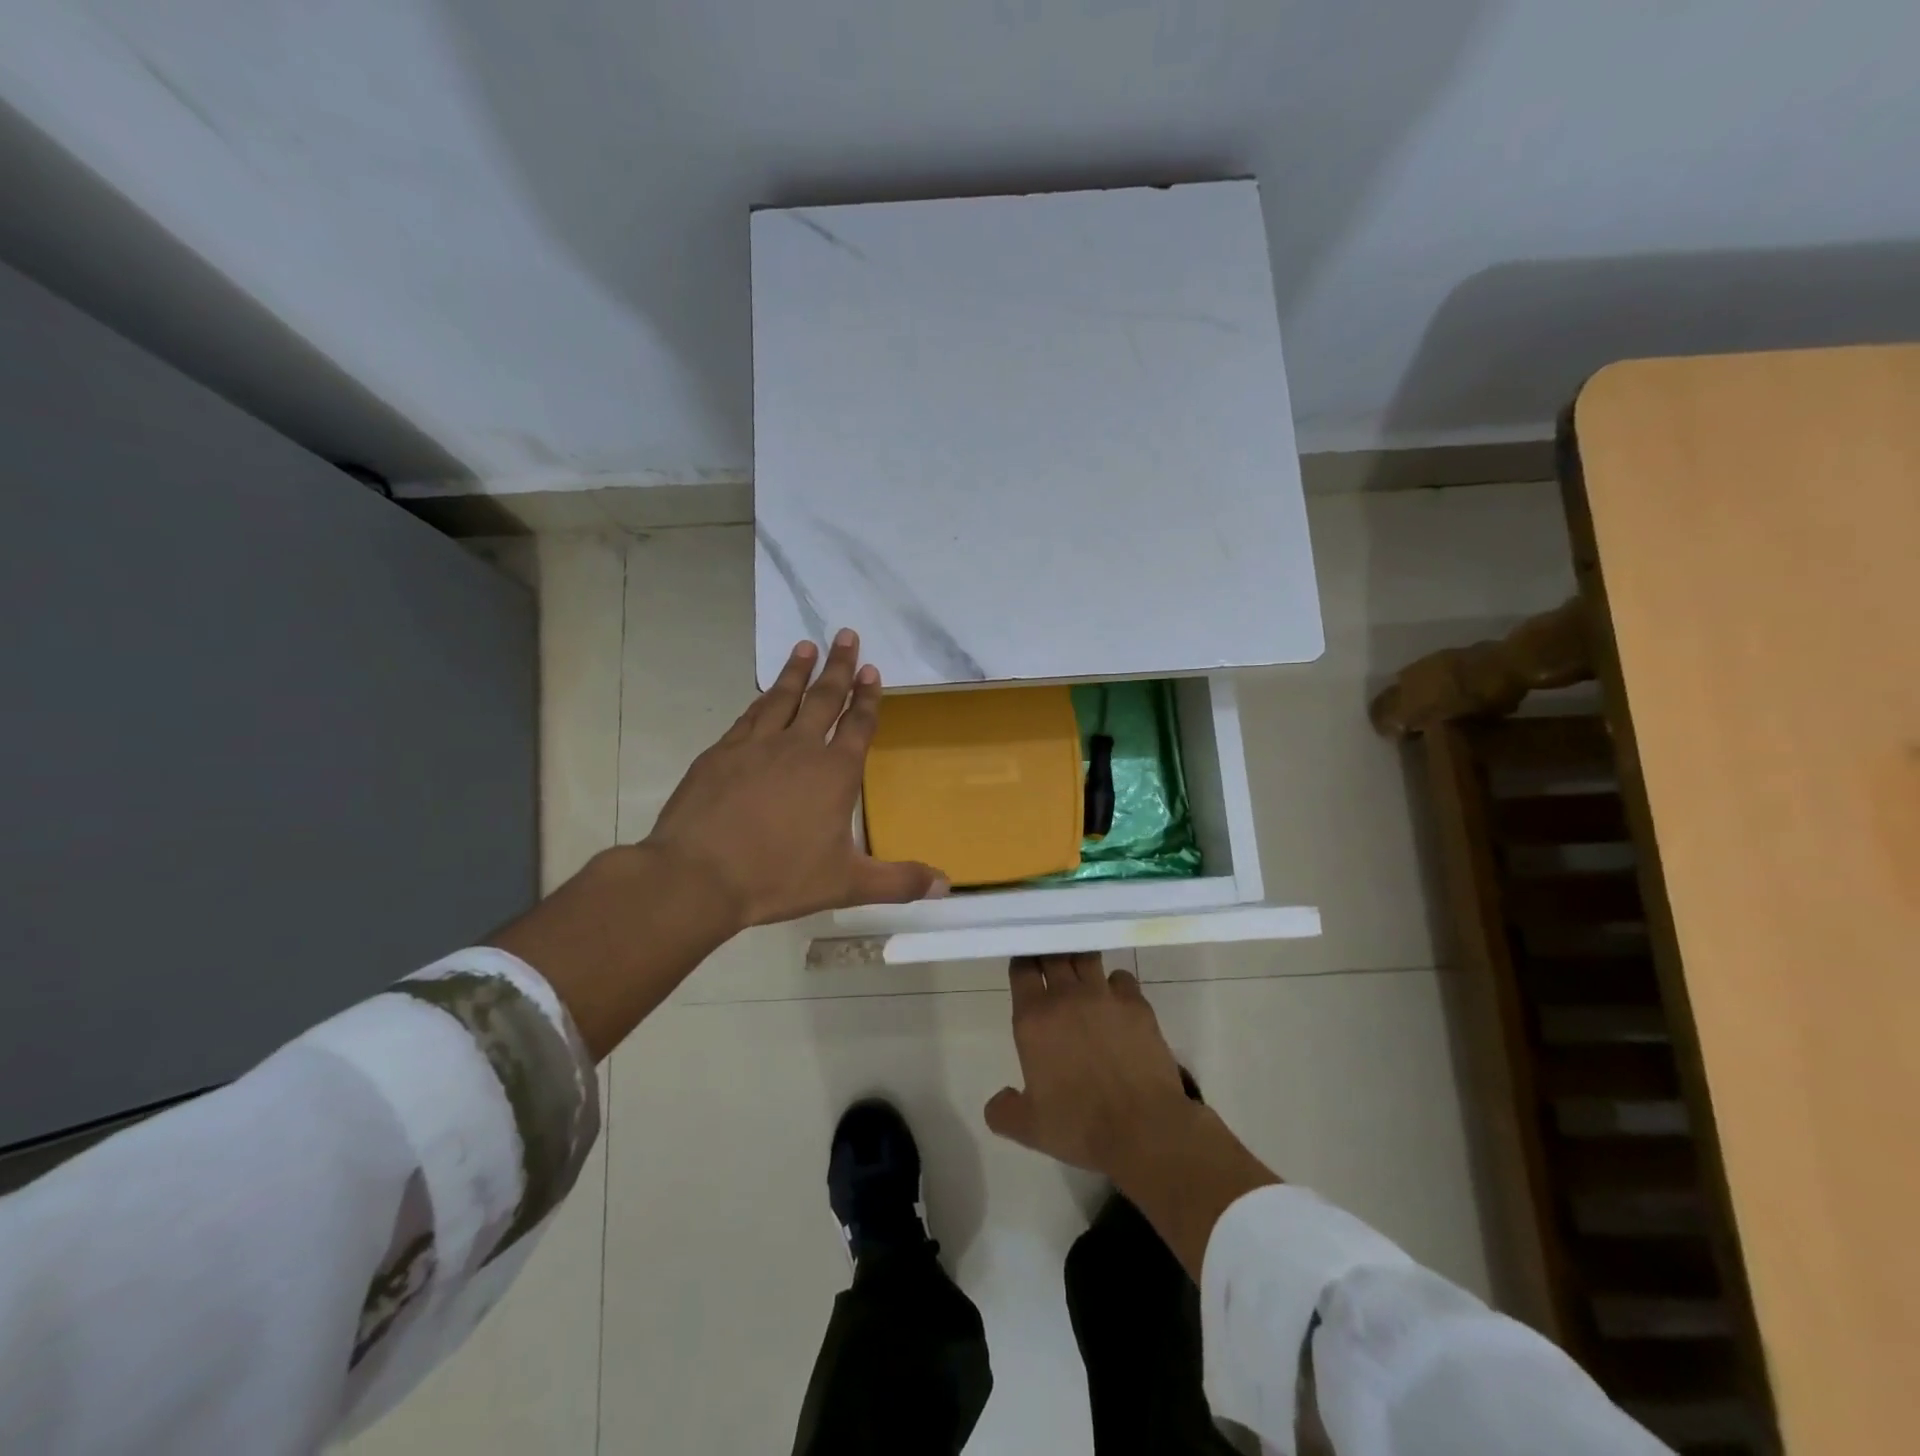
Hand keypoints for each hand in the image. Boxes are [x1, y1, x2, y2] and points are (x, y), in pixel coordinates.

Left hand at [643, 629, 948, 928]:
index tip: (871, 669)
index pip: (858, 724)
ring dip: (797, 671)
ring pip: (782, 697)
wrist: (699, 875)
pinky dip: (761, 700)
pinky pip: (749, 716)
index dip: (867, 697)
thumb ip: (897, 881)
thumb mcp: (847, 884)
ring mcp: (756, 746)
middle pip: (824, 698)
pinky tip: (764, 694)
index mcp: (834, 772)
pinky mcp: (720, 753)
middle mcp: (799, 747)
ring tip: (806, 646)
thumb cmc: (779, 877)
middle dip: (838, 666)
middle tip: (846, 634)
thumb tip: (945, 885)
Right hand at [983, 953, 1197, 1179]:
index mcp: (1034, 1019)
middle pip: (1053, 954)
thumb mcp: (1029, 1128)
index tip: (1024, 964)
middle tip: (1049, 959)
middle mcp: (1066, 997)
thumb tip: (998, 1100)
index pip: (1022, 969)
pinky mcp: (1137, 1004)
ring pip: (1087, 958)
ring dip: (1080, 960)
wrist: (1143, 1129)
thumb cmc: (1080, 1126)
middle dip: (1048, 952)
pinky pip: (1122, 977)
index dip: (1022, 962)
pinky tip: (1115, 999)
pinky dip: (1115, 983)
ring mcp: (1104, 996)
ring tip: (1080, 970)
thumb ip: (1003, 1111)